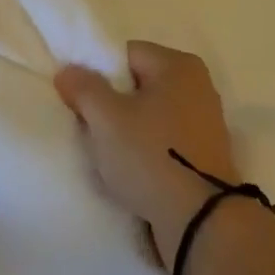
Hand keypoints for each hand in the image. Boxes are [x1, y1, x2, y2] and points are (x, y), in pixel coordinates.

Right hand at [55, 42, 237, 270]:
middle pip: (139, 84)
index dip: (98, 74)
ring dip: (129, 130)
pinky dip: (148, 149)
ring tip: (110, 154)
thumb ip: (83, 87)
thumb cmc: (151, 156)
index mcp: (179, 65)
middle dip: (113, 104)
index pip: (126, 54)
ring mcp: (205, 121)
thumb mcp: (106, 118)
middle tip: (91, 128)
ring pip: (151, 114)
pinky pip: (166, 139)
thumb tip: (68, 70)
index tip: (81, 102)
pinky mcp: (206, 153)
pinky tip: (133, 170)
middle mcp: (198, 85)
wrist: (200, 221)